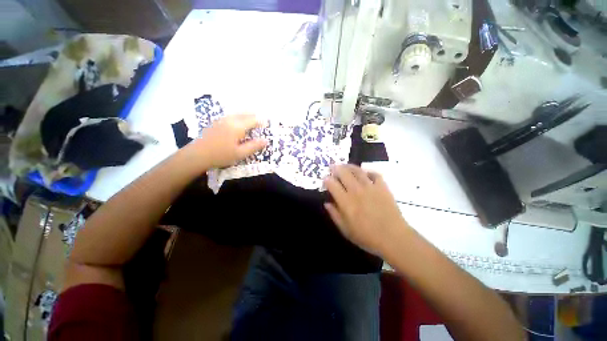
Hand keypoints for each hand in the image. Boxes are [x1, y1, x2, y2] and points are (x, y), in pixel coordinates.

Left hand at [193, 114, 267, 168]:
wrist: (197, 155)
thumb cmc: (221, 155)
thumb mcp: (240, 153)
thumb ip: (254, 146)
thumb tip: (266, 141)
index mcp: (237, 126)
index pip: (253, 119)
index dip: (262, 122)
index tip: (267, 125)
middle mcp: (230, 119)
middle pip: (246, 113)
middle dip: (255, 117)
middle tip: (262, 122)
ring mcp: (222, 119)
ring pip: (238, 113)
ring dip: (247, 116)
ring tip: (253, 122)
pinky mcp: (217, 122)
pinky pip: (232, 115)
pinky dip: (240, 117)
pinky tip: (240, 124)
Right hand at [324, 164, 408, 255]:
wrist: (393, 238)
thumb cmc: (367, 236)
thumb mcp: (345, 230)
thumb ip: (334, 215)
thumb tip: (326, 203)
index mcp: (346, 201)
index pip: (332, 184)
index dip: (327, 180)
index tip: (325, 179)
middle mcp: (356, 191)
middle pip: (343, 173)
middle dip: (336, 168)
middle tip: (333, 167)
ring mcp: (370, 187)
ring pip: (357, 170)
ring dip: (349, 166)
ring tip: (345, 165)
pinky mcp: (382, 187)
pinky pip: (375, 174)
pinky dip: (369, 172)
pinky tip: (366, 173)